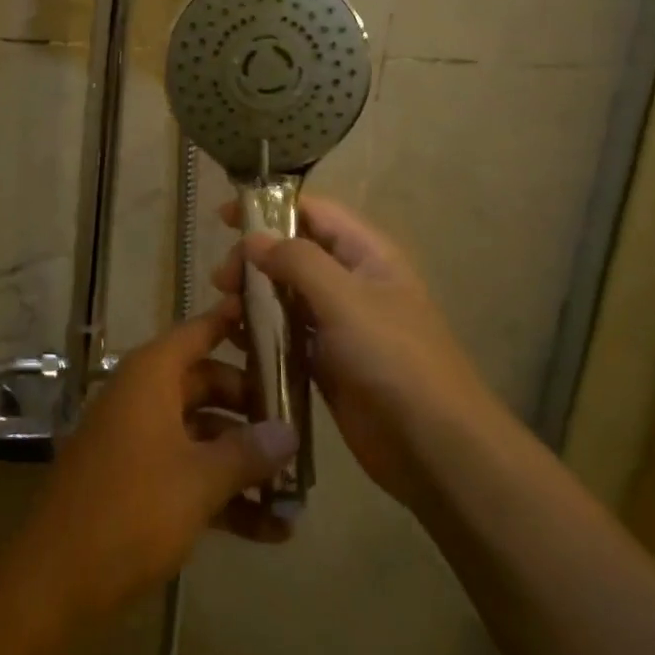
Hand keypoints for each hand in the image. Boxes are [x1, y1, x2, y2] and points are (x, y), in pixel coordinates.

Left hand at [11, 300, 299, 625]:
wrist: (54, 583)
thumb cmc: (131, 510)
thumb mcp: (199, 480)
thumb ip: (248, 452)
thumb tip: (290, 432)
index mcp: (152, 376)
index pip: (200, 331)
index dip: (236, 321)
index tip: (279, 320)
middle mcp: (144, 397)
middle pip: (209, 384)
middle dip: (255, 408)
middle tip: (301, 427)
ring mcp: (139, 440)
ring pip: (203, 433)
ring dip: (244, 460)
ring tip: (297, 489)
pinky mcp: (136, 482)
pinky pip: (188, 471)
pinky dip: (222, 492)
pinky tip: (269, 529)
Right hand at [213, 196, 501, 511]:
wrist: (433, 446)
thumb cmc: (393, 358)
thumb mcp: (345, 299)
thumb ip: (297, 261)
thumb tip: (253, 238)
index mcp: (367, 254)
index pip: (314, 212)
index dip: (269, 208)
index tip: (223, 217)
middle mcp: (352, 282)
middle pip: (294, 253)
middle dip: (255, 258)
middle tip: (221, 280)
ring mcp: (339, 324)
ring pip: (287, 295)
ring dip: (254, 296)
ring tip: (223, 311)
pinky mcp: (327, 362)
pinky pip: (287, 335)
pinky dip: (261, 332)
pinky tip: (236, 340)